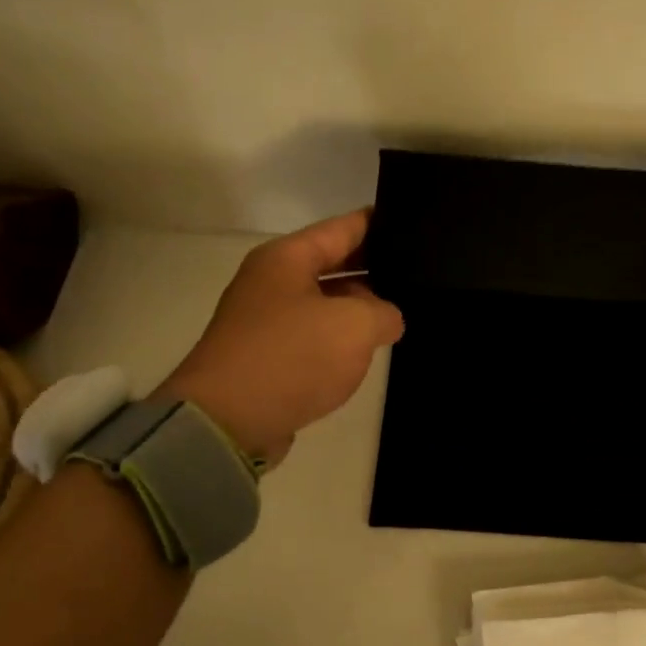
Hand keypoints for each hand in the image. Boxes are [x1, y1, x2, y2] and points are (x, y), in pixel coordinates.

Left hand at [157, 210, 403, 465]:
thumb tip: (387, 320)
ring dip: (360, 309)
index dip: (381, 223)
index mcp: (287, 258)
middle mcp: (273, 281)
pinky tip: (369, 350)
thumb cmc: (291, 357)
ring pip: (326, 303)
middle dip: (375, 269)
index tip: (414, 223)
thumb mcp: (355, 326)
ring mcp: (267, 320)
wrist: (226, 422)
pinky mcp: (268, 357)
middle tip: (419, 275)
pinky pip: (315, 336)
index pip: (344, 227)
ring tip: (403, 314)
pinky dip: (340, 340)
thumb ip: (384, 313)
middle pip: (334, 264)